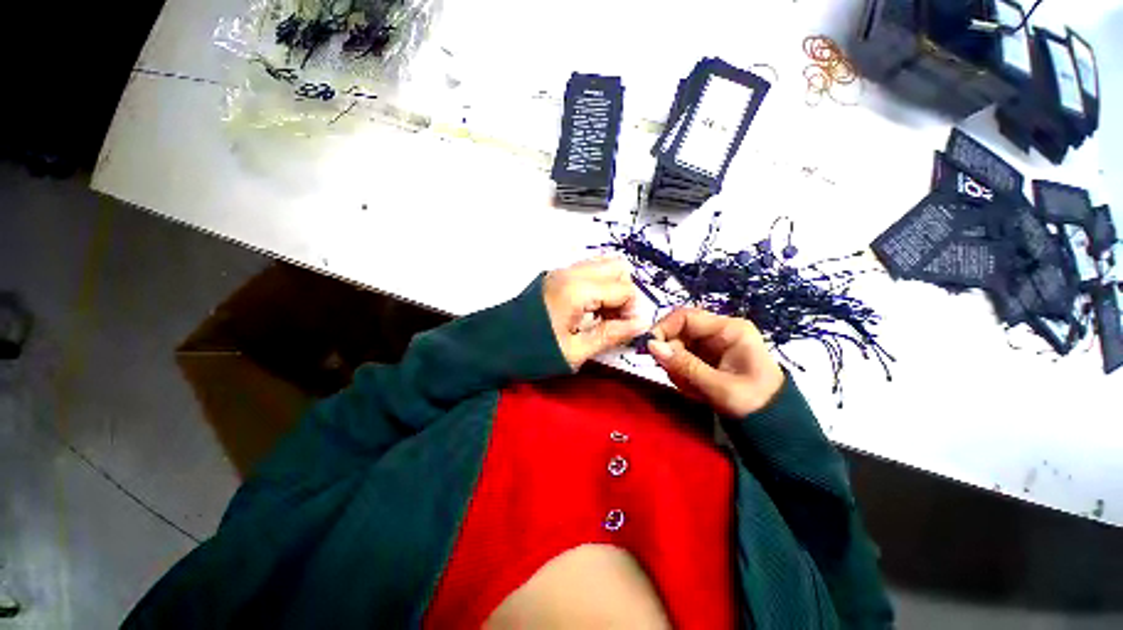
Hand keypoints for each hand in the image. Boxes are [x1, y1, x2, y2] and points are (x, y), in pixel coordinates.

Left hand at [544, 256, 646, 370]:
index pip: (625, 288)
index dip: (632, 310)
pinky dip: (599, 285)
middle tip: (615, 320)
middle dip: (625, 294)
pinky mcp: (556, 275)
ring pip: (604, 265)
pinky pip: (589, 270)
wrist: (494, 344)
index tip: (625, 330)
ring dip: (612, 287)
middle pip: (618, 268)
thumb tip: (641, 324)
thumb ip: (610, 335)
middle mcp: (572, 272)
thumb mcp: (575, 351)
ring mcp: (563, 271)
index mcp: (578, 289)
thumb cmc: (534, 351)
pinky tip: (590, 308)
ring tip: (603, 315)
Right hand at [647, 308, 784, 416]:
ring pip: (677, 348)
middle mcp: (718, 332)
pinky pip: (682, 360)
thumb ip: (684, 366)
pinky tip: (695, 390)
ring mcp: (711, 346)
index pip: (686, 316)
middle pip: (679, 332)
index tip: (649, 349)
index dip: (663, 328)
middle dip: (672, 354)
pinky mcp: (706, 359)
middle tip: (675, 376)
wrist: (773, 426)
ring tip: (693, 389)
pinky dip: (682, 375)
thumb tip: (651, 346)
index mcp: (729, 330)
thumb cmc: (753, 403)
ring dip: (677, 368)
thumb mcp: (718, 387)